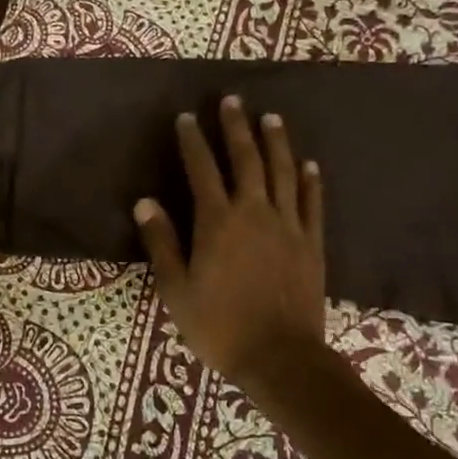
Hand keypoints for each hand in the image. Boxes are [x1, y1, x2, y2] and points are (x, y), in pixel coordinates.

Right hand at [134, 96, 326, 383]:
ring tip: (271, 117)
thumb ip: (162, 243)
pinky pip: (312, 203)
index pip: (201, 170)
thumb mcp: (177, 289)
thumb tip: (145, 202)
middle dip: (236, 127)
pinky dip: (310, 180)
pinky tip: (308, 163)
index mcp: (218, 222)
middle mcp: (254, 212)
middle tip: (231, 100)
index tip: (186, 117)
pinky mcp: (311, 243)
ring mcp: (288, 225)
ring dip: (276, 142)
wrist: (280, 357)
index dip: (192, 141)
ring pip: (283, 172)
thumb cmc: (219, 326)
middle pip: (246, 159)